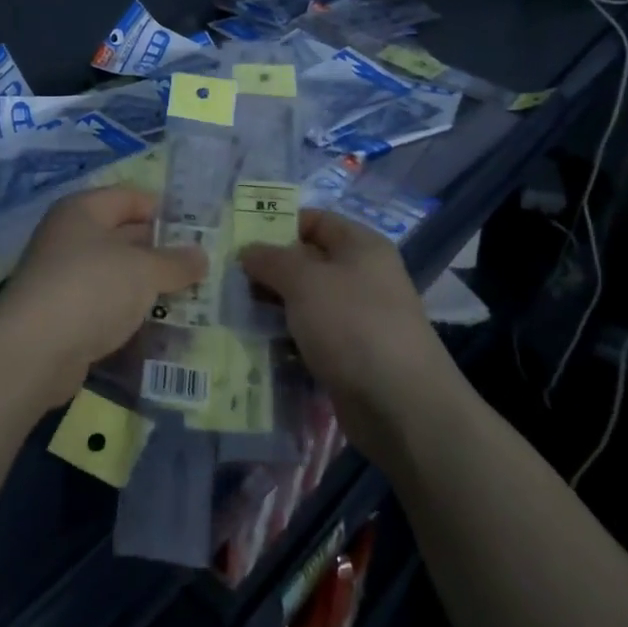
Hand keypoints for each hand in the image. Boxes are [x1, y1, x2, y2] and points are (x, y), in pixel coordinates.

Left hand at [0, 187, 205, 407]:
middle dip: (160, 251)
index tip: (198, 230)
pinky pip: (106, 305)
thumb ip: (175, 262)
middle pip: (123, 235)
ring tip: (191, 297)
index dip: (163, 210)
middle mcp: (69, 238)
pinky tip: (159, 324)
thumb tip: (201, 255)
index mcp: (83, 211)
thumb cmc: (91, 289)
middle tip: (201, 267)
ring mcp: (64, 278)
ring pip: (116, 274)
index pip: (129, 197)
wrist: (34, 350)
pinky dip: (130, 312)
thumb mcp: (144, 270)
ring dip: (148, 285)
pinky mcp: (64, 315)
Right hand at [238, 210, 445, 438]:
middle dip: (268, 270)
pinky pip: (309, 336)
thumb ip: (272, 260)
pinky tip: (255, 344)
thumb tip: (248, 251)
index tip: (239, 240)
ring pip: (304, 302)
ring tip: (232, 312)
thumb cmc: (353, 325)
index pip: (315, 221)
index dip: (278, 224)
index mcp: (361, 247)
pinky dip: (284, 338)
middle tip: (226, 280)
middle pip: (306, 262)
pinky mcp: (348, 355)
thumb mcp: (305, 281)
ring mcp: (356, 318)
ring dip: (271, 307)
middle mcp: (362, 277)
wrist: (401, 405)